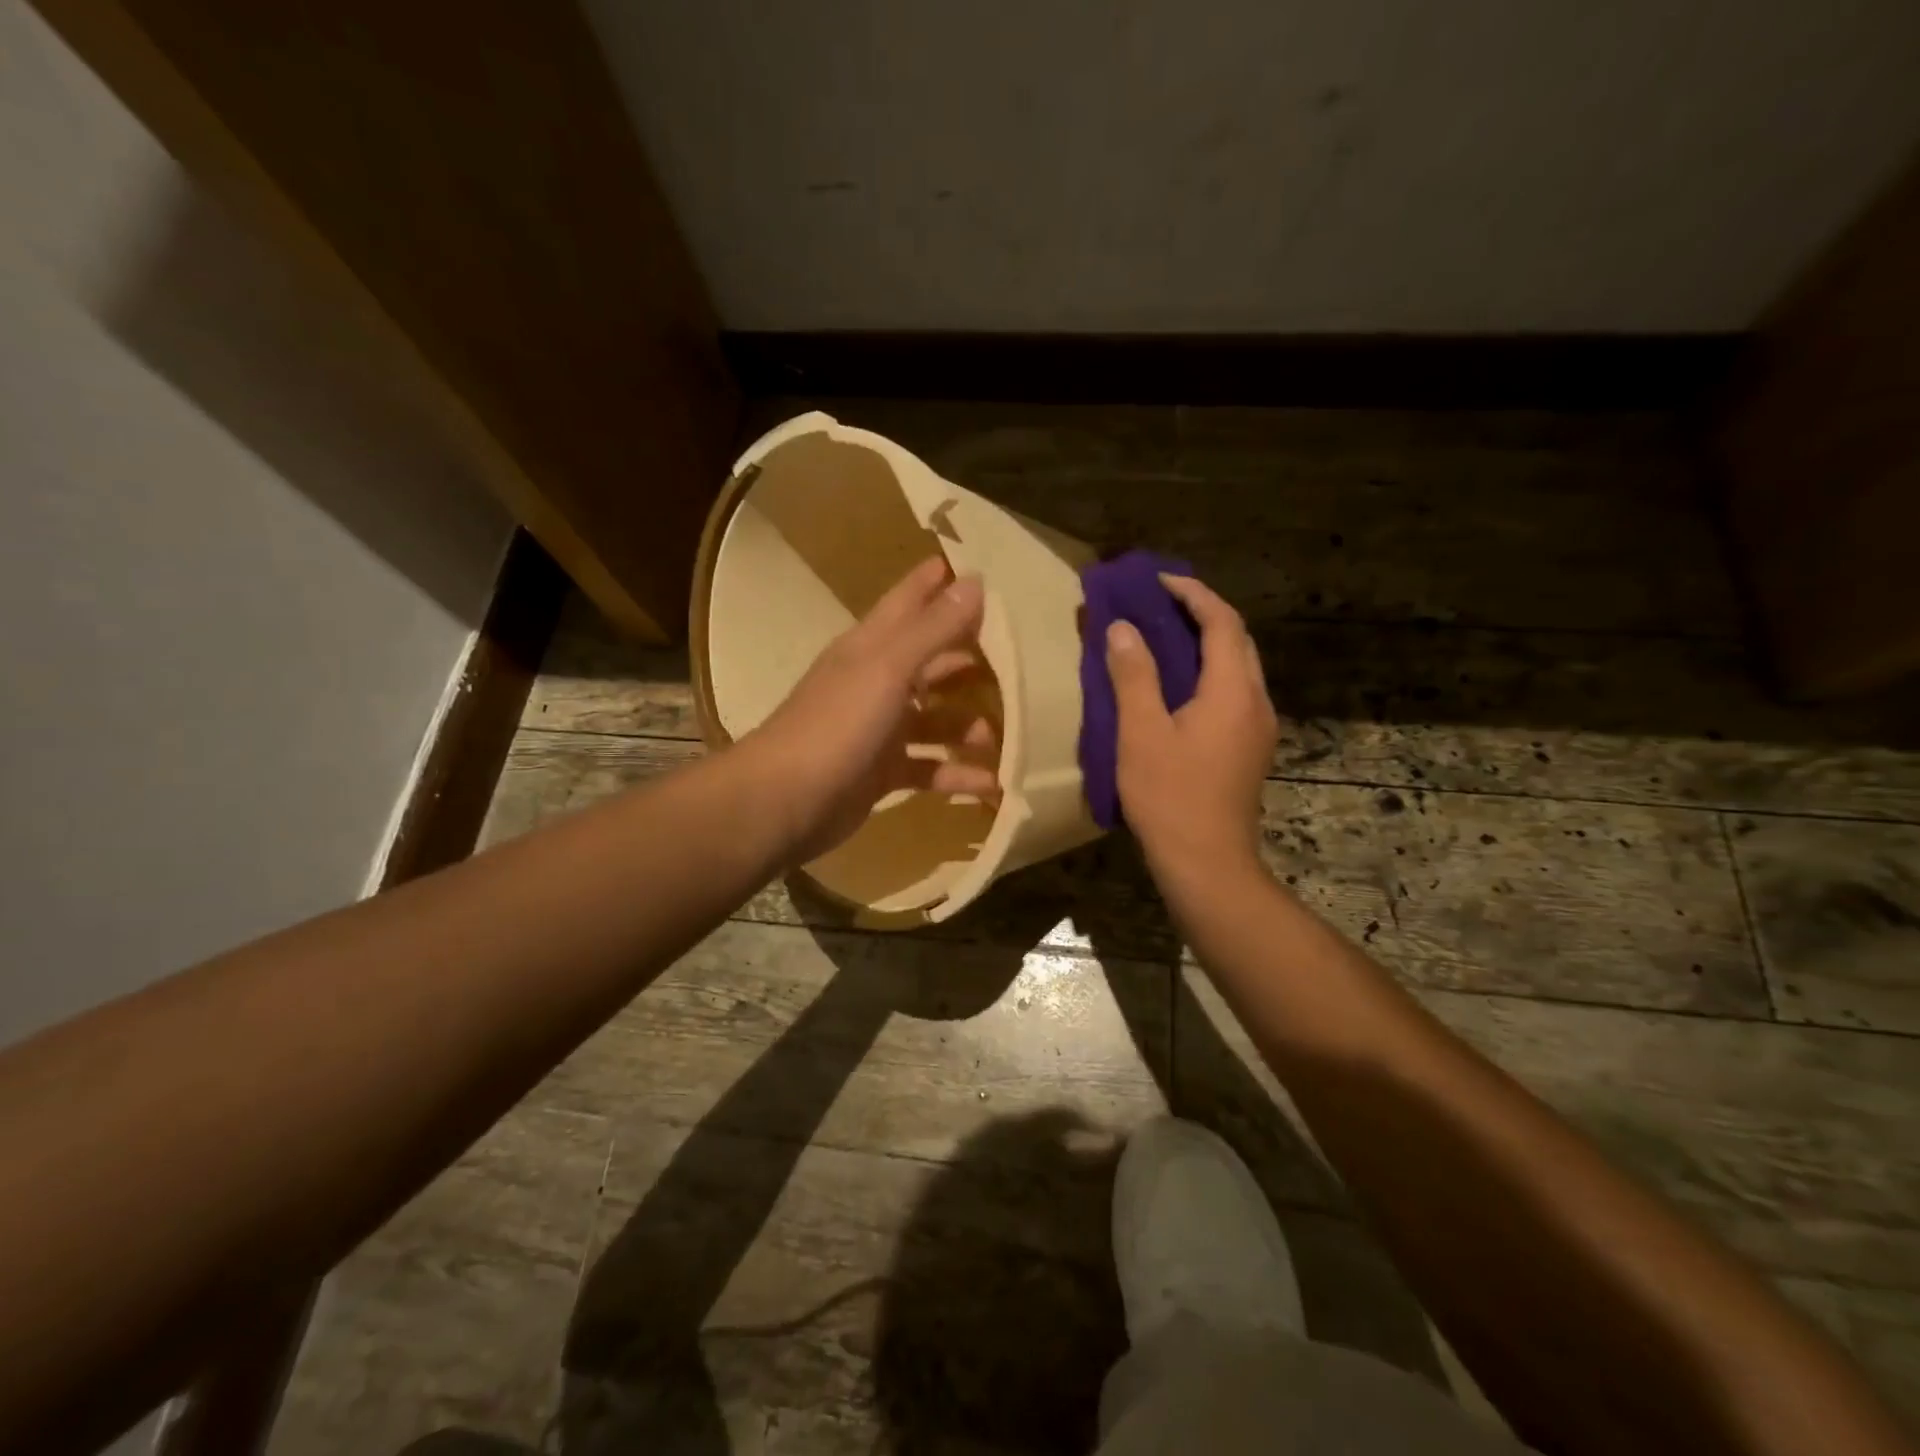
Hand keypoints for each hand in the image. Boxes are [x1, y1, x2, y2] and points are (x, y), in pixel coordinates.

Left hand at [747, 556, 1000, 861]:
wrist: (785, 801)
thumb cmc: (837, 724)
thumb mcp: (889, 669)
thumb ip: (933, 628)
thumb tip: (974, 581)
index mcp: (871, 645)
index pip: (909, 600)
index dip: (938, 582)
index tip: (982, 567)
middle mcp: (876, 680)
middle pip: (930, 660)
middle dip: (969, 657)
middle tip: (1021, 656)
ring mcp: (878, 728)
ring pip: (934, 718)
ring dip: (968, 724)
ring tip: (1007, 733)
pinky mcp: (882, 771)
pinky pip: (929, 766)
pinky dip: (956, 774)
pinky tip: (991, 783)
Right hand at [1106, 574, 1276, 887]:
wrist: (1207, 862)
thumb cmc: (1170, 796)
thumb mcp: (1140, 732)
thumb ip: (1133, 675)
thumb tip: (1122, 628)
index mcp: (1233, 690)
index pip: (1222, 622)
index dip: (1193, 593)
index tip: (1157, 580)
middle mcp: (1256, 701)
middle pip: (1237, 640)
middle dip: (1202, 612)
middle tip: (1159, 603)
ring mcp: (1257, 727)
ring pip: (1237, 667)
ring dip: (1206, 643)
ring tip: (1164, 636)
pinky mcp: (1249, 748)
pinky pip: (1232, 692)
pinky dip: (1207, 672)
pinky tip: (1177, 685)